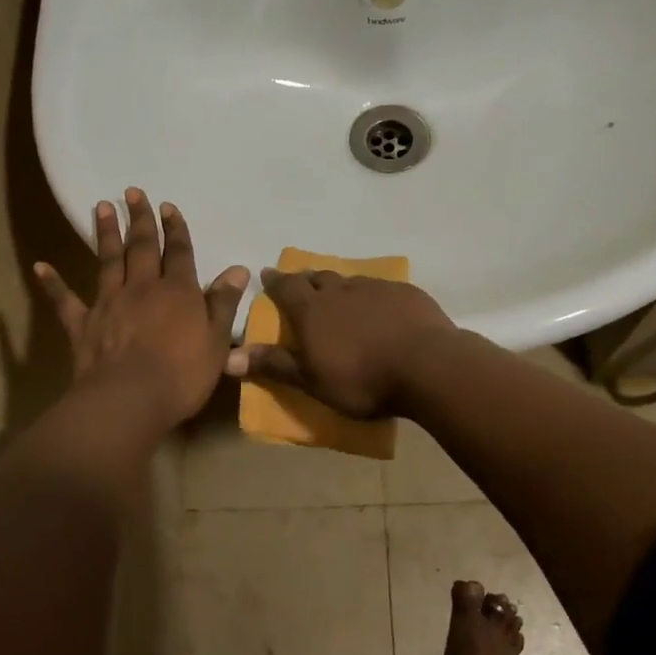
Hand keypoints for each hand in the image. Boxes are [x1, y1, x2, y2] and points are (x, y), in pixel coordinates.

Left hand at [34, 189, 248, 429]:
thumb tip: (237, 269)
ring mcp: (109, 303)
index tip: (168, 206)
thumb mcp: (216, 341)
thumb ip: (223, 303)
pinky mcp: (82, 324)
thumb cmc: (181, 375)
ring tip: (103, 206)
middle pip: (142, 247)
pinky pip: (64, 300)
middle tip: (133, 191)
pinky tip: (40, 266)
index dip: (176, 229)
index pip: (179, 252)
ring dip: (106, 233)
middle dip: (140, 219)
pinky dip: (52, 283)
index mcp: (178, 292)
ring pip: (108, 261)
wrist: (129, 400)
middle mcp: (142, 288)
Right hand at [225, 268, 455, 418]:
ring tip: (338, 295)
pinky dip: (371, 295)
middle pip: (317, 277)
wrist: (427, 366)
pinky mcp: (405, 293)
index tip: (266, 274)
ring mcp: (375, 288)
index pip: (286, 287)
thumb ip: (273, 365)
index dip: (275, 281)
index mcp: (313, 310)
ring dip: (339, 286)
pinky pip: (380, 288)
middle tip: (300, 283)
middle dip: (305, 279)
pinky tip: (379, 307)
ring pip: (349, 280)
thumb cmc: (362, 379)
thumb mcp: (311, 380)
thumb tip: (228, 357)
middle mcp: (340, 290)